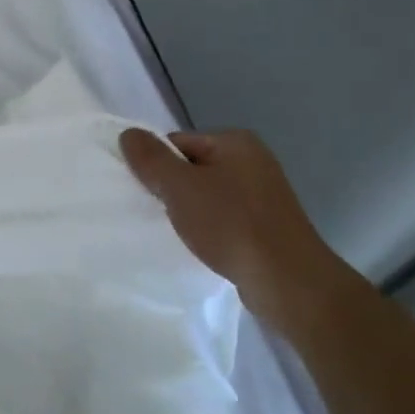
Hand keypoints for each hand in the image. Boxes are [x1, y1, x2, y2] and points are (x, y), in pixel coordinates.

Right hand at [120, 128, 360, 337]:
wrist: (285, 279)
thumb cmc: (230, 224)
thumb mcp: (180, 187)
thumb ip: (151, 159)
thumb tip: (128, 133)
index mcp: (235, 142)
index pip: (177, 142)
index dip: (156, 165)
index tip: (146, 193)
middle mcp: (253, 160)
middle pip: (192, 167)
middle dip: (172, 189)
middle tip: (157, 213)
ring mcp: (263, 193)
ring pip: (208, 194)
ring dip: (189, 211)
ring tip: (178, 232)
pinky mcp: (267, 223)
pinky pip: (224, 217)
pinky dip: (209, 228)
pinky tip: (201, 245)